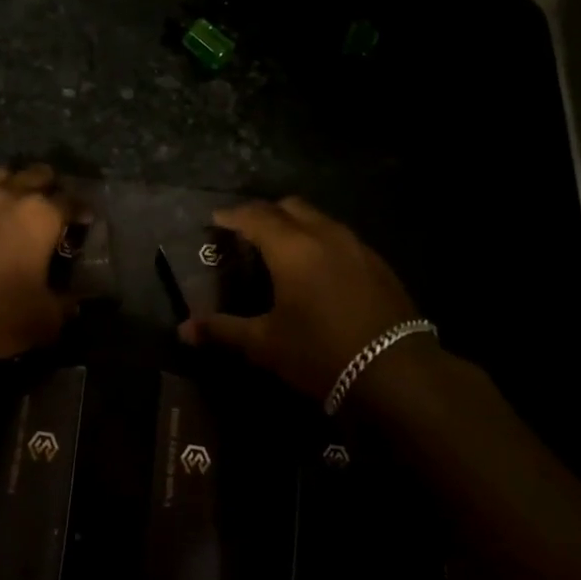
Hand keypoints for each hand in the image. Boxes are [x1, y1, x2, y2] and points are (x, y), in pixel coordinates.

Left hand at [0, 164, 76, 368]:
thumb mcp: (45, 318)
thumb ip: (65, 306)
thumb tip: (74, 304)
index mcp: (42, 214)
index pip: (72, 201)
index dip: (83, 211)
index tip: (87, 222)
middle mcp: (11, 196)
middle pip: (38, 175)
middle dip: (52, 188)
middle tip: (57, 211)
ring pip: (6, 177)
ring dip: (19, 186)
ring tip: (24, 210)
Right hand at [178, 197, 426, 400]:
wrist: (397, 372)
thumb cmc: (321, 354)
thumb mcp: (266, 345)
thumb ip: (223, 331)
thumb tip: (183, 331)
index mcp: (291, 248)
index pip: (255, 216)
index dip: (232, 215)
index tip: (216, 220)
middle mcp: (324, 235)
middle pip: (290, 206)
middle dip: (265, 213)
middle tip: (247, 232)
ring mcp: (357, 247)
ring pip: (320, 219)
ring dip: (296, 224)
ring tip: (282, 248)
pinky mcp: (379, 264)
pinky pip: (341, 238)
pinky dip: (321, 241)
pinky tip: (319, 269)